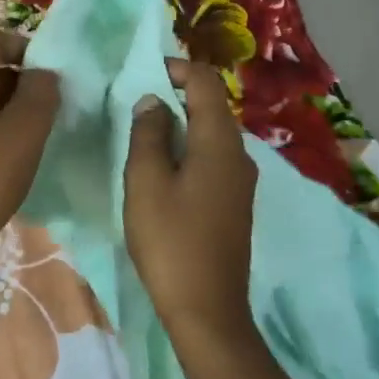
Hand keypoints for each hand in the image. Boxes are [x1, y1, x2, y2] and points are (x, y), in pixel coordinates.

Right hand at [123, 60, 258, 343]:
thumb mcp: (146, 181)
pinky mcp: (235, 202)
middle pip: (212, 105)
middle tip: (136, 102)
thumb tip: (153, 101)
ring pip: (212, 133)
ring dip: (181, 123)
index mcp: (220, 141)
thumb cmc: (171, 241)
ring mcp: (241, 180)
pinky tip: (164, 167)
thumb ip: (148, 133)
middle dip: (176, 95)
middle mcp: (239, 153)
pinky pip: (213, 157)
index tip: (144, 74)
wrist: (208, 309)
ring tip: (144, 133)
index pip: (206, 82)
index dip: (177, 69)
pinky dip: (189, 148)